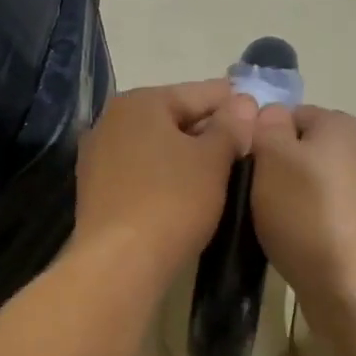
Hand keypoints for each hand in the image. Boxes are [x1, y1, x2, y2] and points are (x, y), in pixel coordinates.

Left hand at [73, 81, 256, 284]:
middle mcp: (111, 120)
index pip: (199, 93)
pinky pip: (140, 171)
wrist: (119, 262)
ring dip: (186, 154)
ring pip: (156, 146)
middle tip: (245, 146)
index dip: (234, 102)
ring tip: (221, 170)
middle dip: (209, 129)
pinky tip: (186, 191)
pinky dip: (164, 175)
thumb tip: (243, 103)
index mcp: (140, 102)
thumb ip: (230, 127)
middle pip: (173, 117)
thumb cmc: (172, 200)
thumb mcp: (212, 160)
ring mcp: (98, 156)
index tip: (260, 112)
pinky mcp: (96, 190)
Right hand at [250, 104, 355, 315]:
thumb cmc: (305, 211)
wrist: (349, 282)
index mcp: (338, 124)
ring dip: (280, 198)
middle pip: (295, 150)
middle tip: (242, 192)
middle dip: (268, 168)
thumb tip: (268, 114)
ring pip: (302, 184)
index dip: (257, 135)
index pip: (285, 114)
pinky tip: (282, 239)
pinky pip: (314, 214)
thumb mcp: (273, 156)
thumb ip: (266, 126)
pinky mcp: (355, 227)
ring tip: (259, 219)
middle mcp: (354, 150)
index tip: (238, 162)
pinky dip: (296, 223)